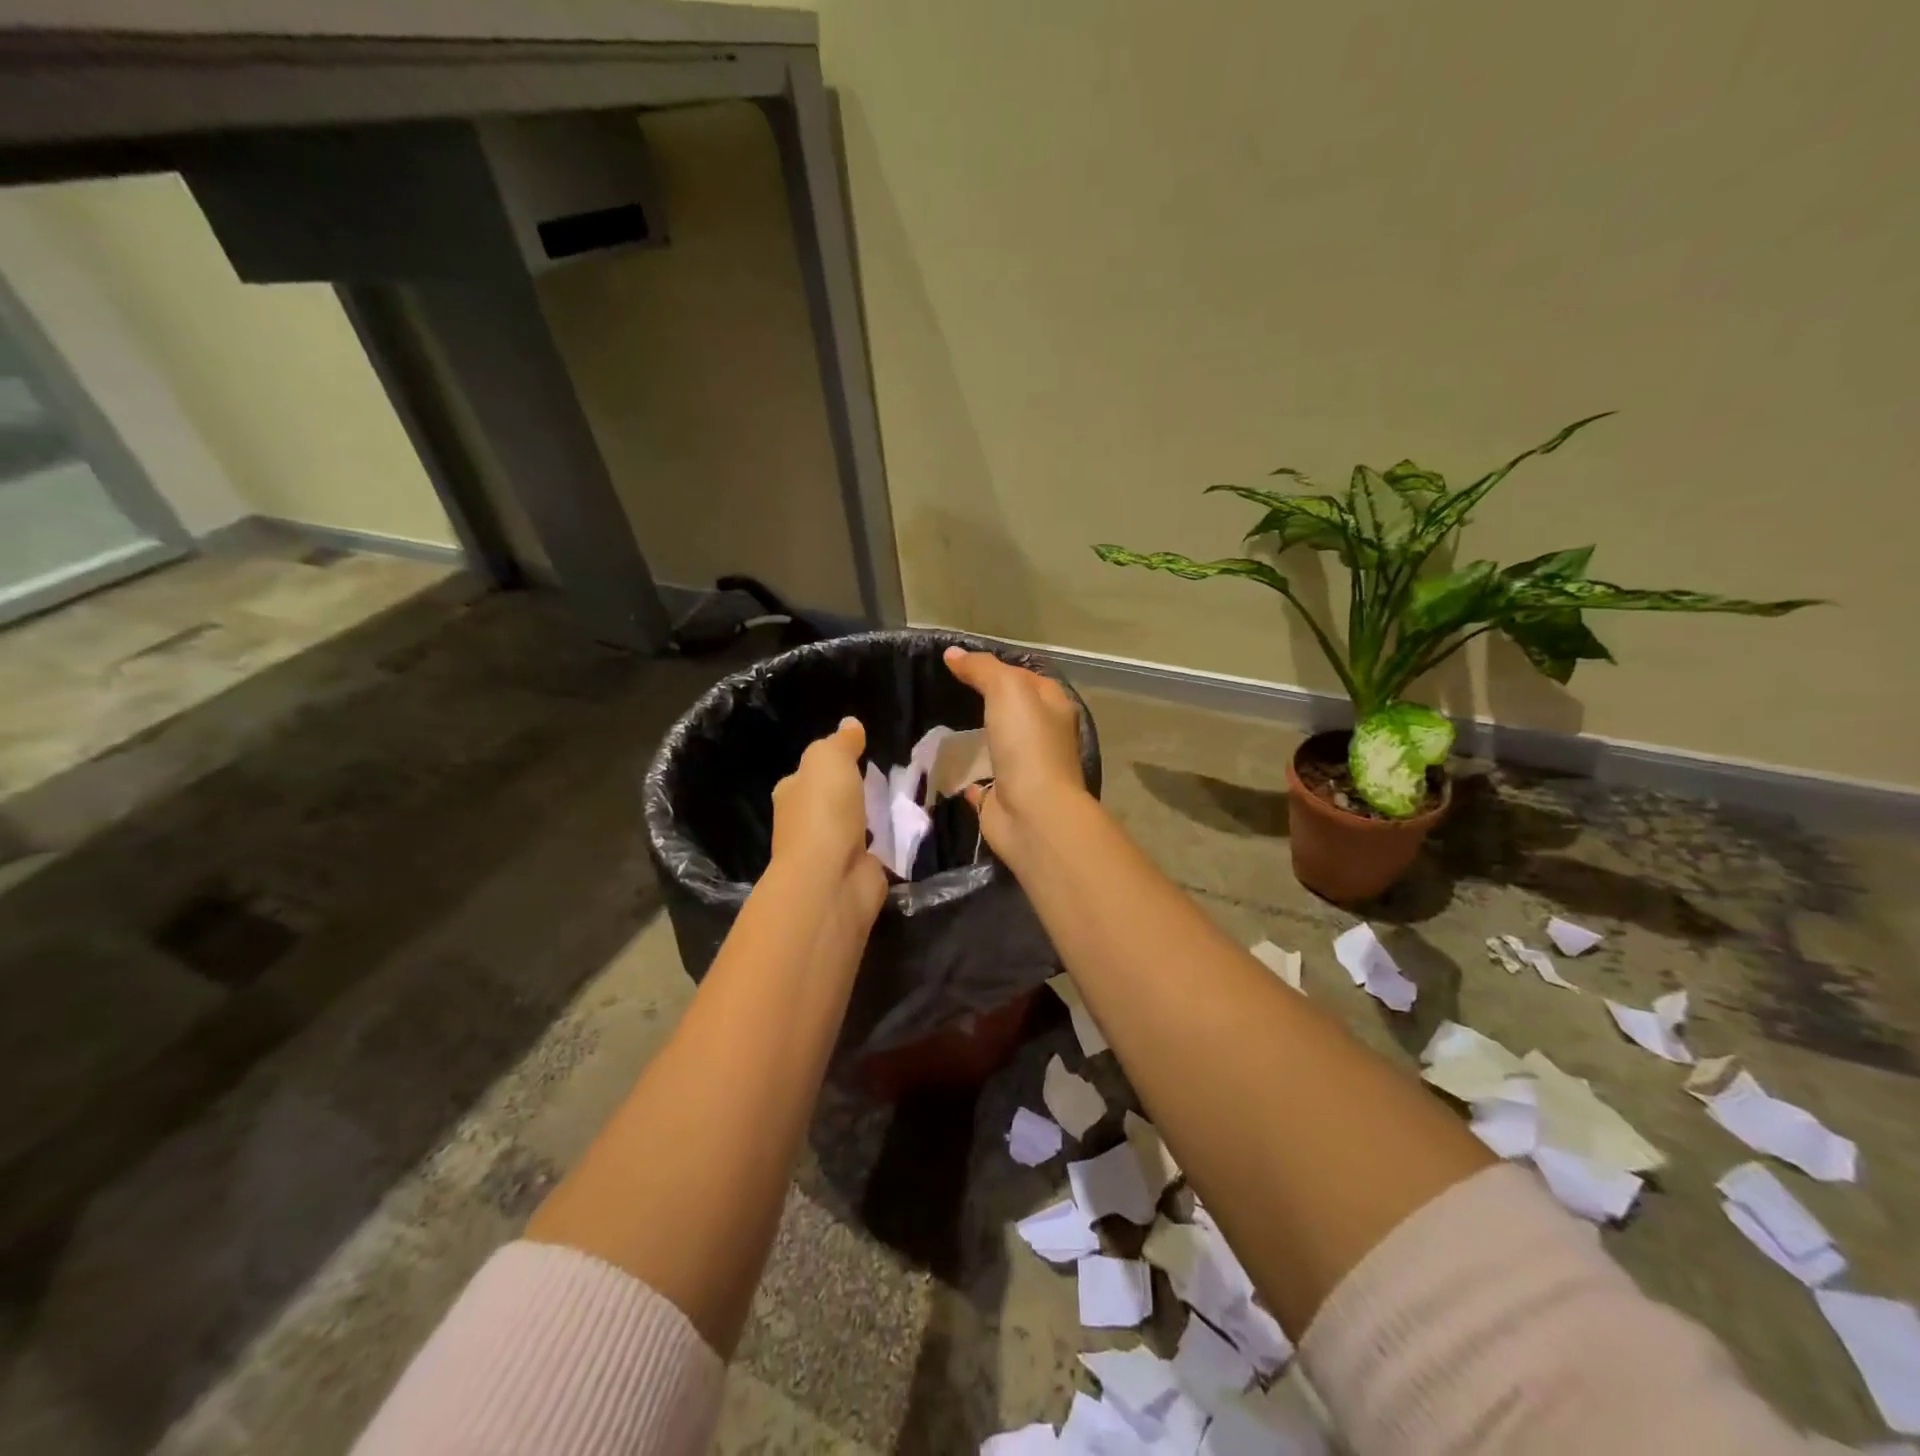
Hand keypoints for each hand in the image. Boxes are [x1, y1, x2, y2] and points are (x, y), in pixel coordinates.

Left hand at [770, 717, 886, 921]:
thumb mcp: (829, 759)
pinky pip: (875, 850)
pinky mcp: (856, 872)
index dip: (828, 765)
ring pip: (854, 826)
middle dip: (852, 794)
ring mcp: (830, 852)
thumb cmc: (824, 812)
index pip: (806, 775)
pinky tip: (905, 831)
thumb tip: (850, 724)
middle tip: (886, 778)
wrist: (831, 878)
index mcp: (791, 794)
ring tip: (900, 802)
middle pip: (831, 802)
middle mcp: (805, 824)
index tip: (856, 757)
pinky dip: (887, 842)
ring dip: (871, 818)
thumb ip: (841, 742)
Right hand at [942, 647, 1087, 854]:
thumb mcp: (1007, 690)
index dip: (998, 668)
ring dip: (978, 739)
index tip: (961, 665)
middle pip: (1014, 712)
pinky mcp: (1004, 798)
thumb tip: (953, 654)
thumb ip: (982, 669)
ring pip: (999, 746)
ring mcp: (1025, 770)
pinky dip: (968, 776)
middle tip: (948, 693)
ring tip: (942, 726)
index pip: (1026, 677)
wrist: (1033, 814)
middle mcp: (1044, 737)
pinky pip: (983, 782)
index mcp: (1054, 707)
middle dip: (987, 703)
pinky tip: (946, 767)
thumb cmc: (1027, 745)